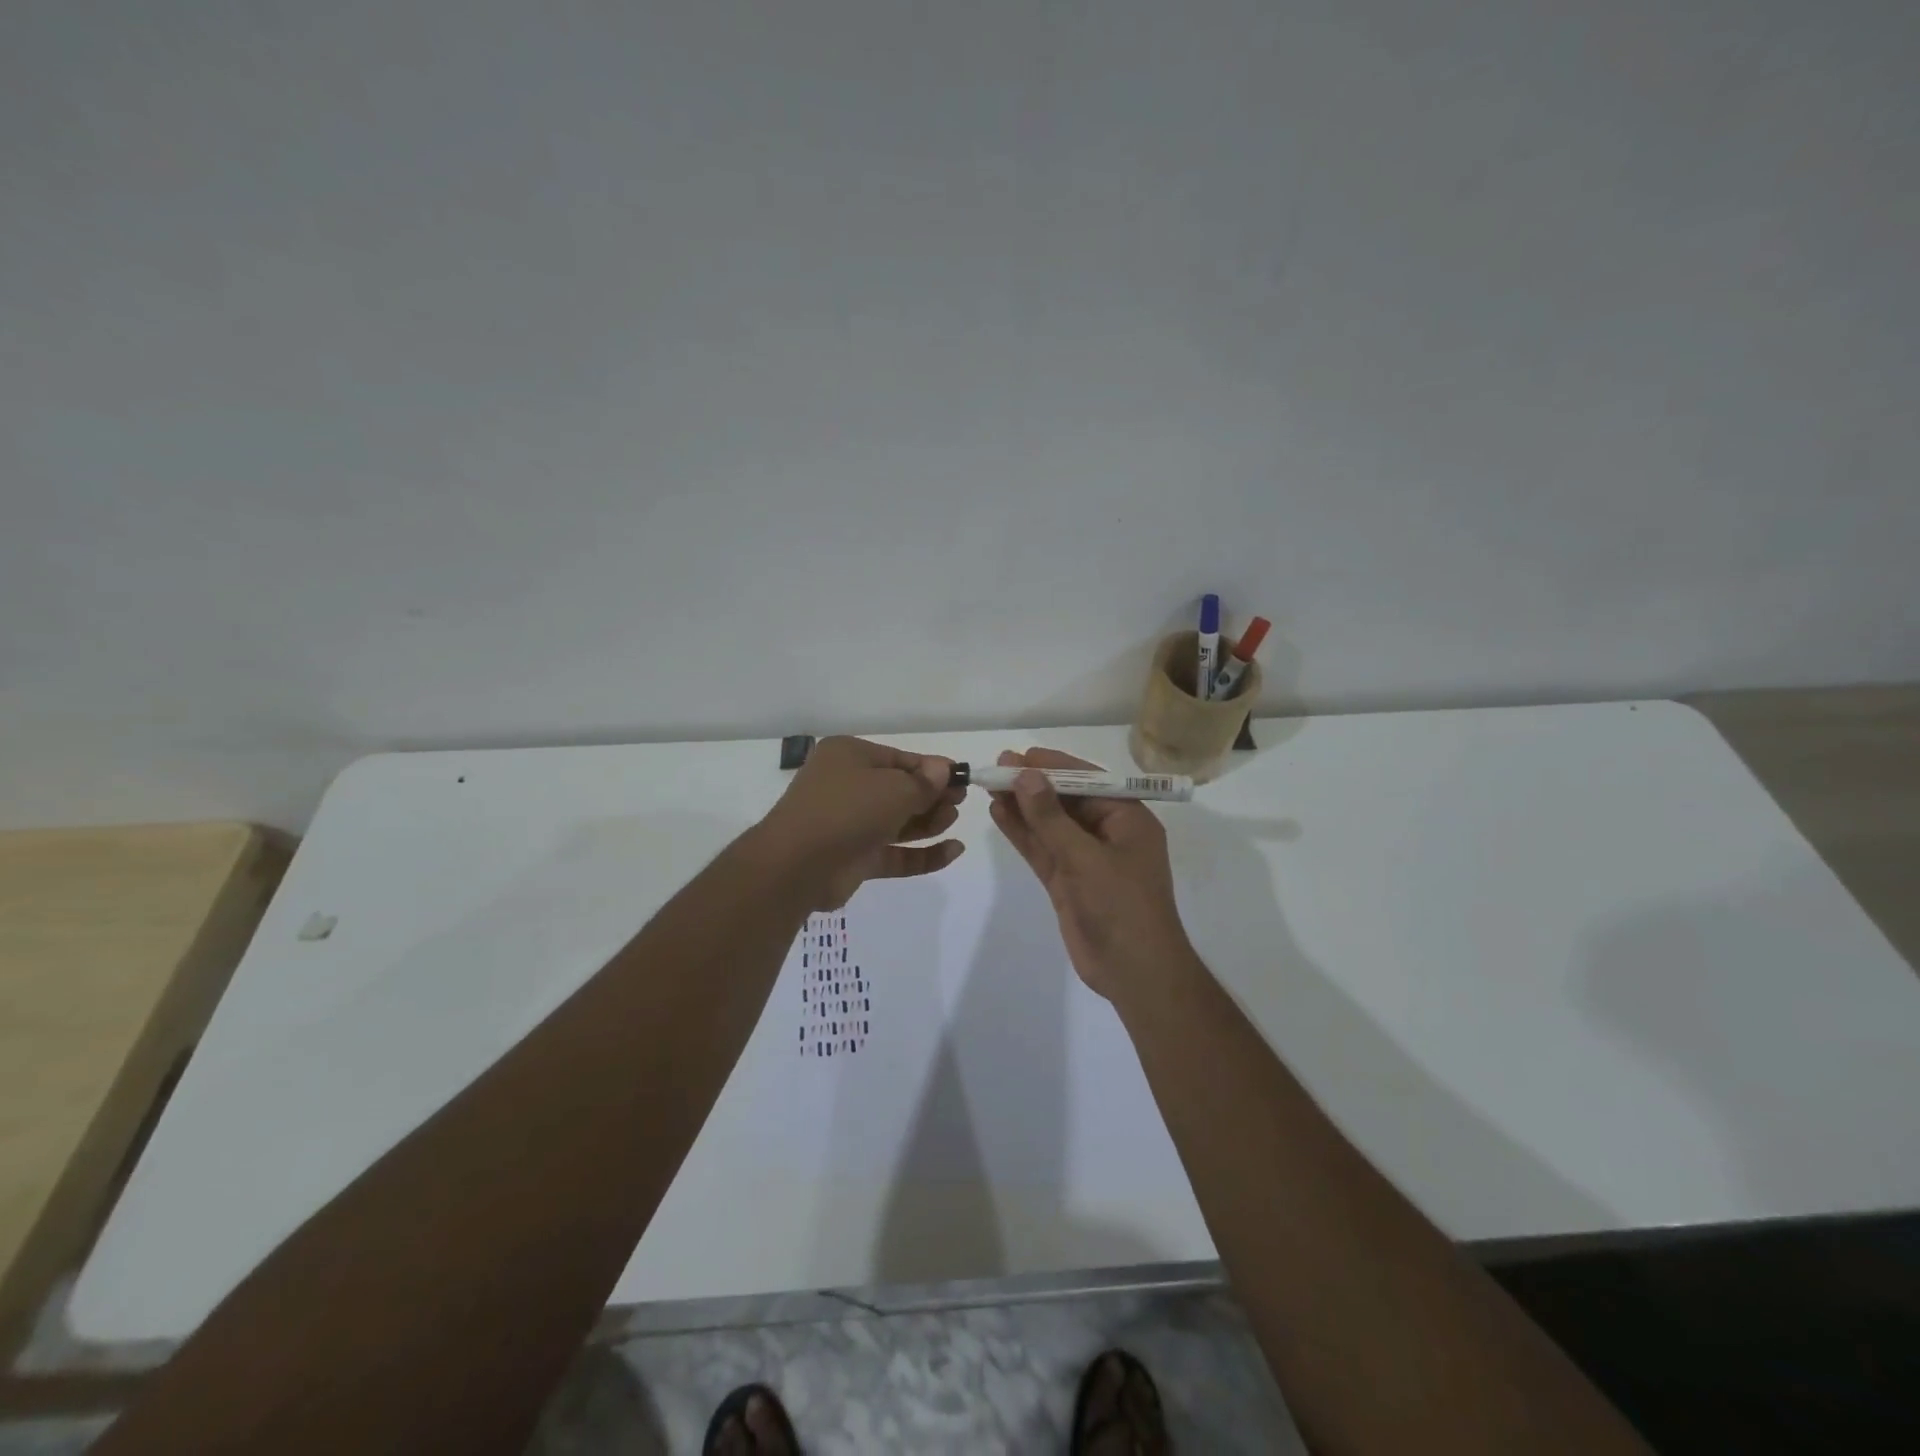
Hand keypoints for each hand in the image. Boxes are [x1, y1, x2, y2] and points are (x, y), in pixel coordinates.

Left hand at [756, 736, 965, 909]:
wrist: (798, 865)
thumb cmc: (848, 809)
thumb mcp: (895, 788)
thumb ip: (924, 782)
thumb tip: (943, 769)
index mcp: (849, 756)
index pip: (899, 759)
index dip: (932, 769)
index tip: (962, 778)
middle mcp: (847, 786)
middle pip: (899, 790)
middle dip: (932, 796)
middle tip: (961, 800)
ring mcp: (850, 824)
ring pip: (897, 822)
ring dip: (929, 821)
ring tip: (954, 820)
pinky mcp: (855, 859)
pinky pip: (895, 853)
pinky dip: (923, 853)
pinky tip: (953, 851)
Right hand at [987, 747, 1194, 1000]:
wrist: (1134, 973)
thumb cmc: (1121, 907)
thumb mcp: (1085, 858)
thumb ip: (1051, 818)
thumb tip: (1026, 775)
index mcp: (1128, 820)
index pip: (1088, 781)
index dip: (1053, 766)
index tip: (1020, 755)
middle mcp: (1107, 834)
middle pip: (1066, 801)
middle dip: (1034, 784)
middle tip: (997, 766)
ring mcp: (1085, 859)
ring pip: (1050, 825)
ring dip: (1023, 806)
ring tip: (990, 785)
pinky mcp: (1068, 881)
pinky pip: (1042, 849)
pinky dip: (1022, 833)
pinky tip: (999, 814)